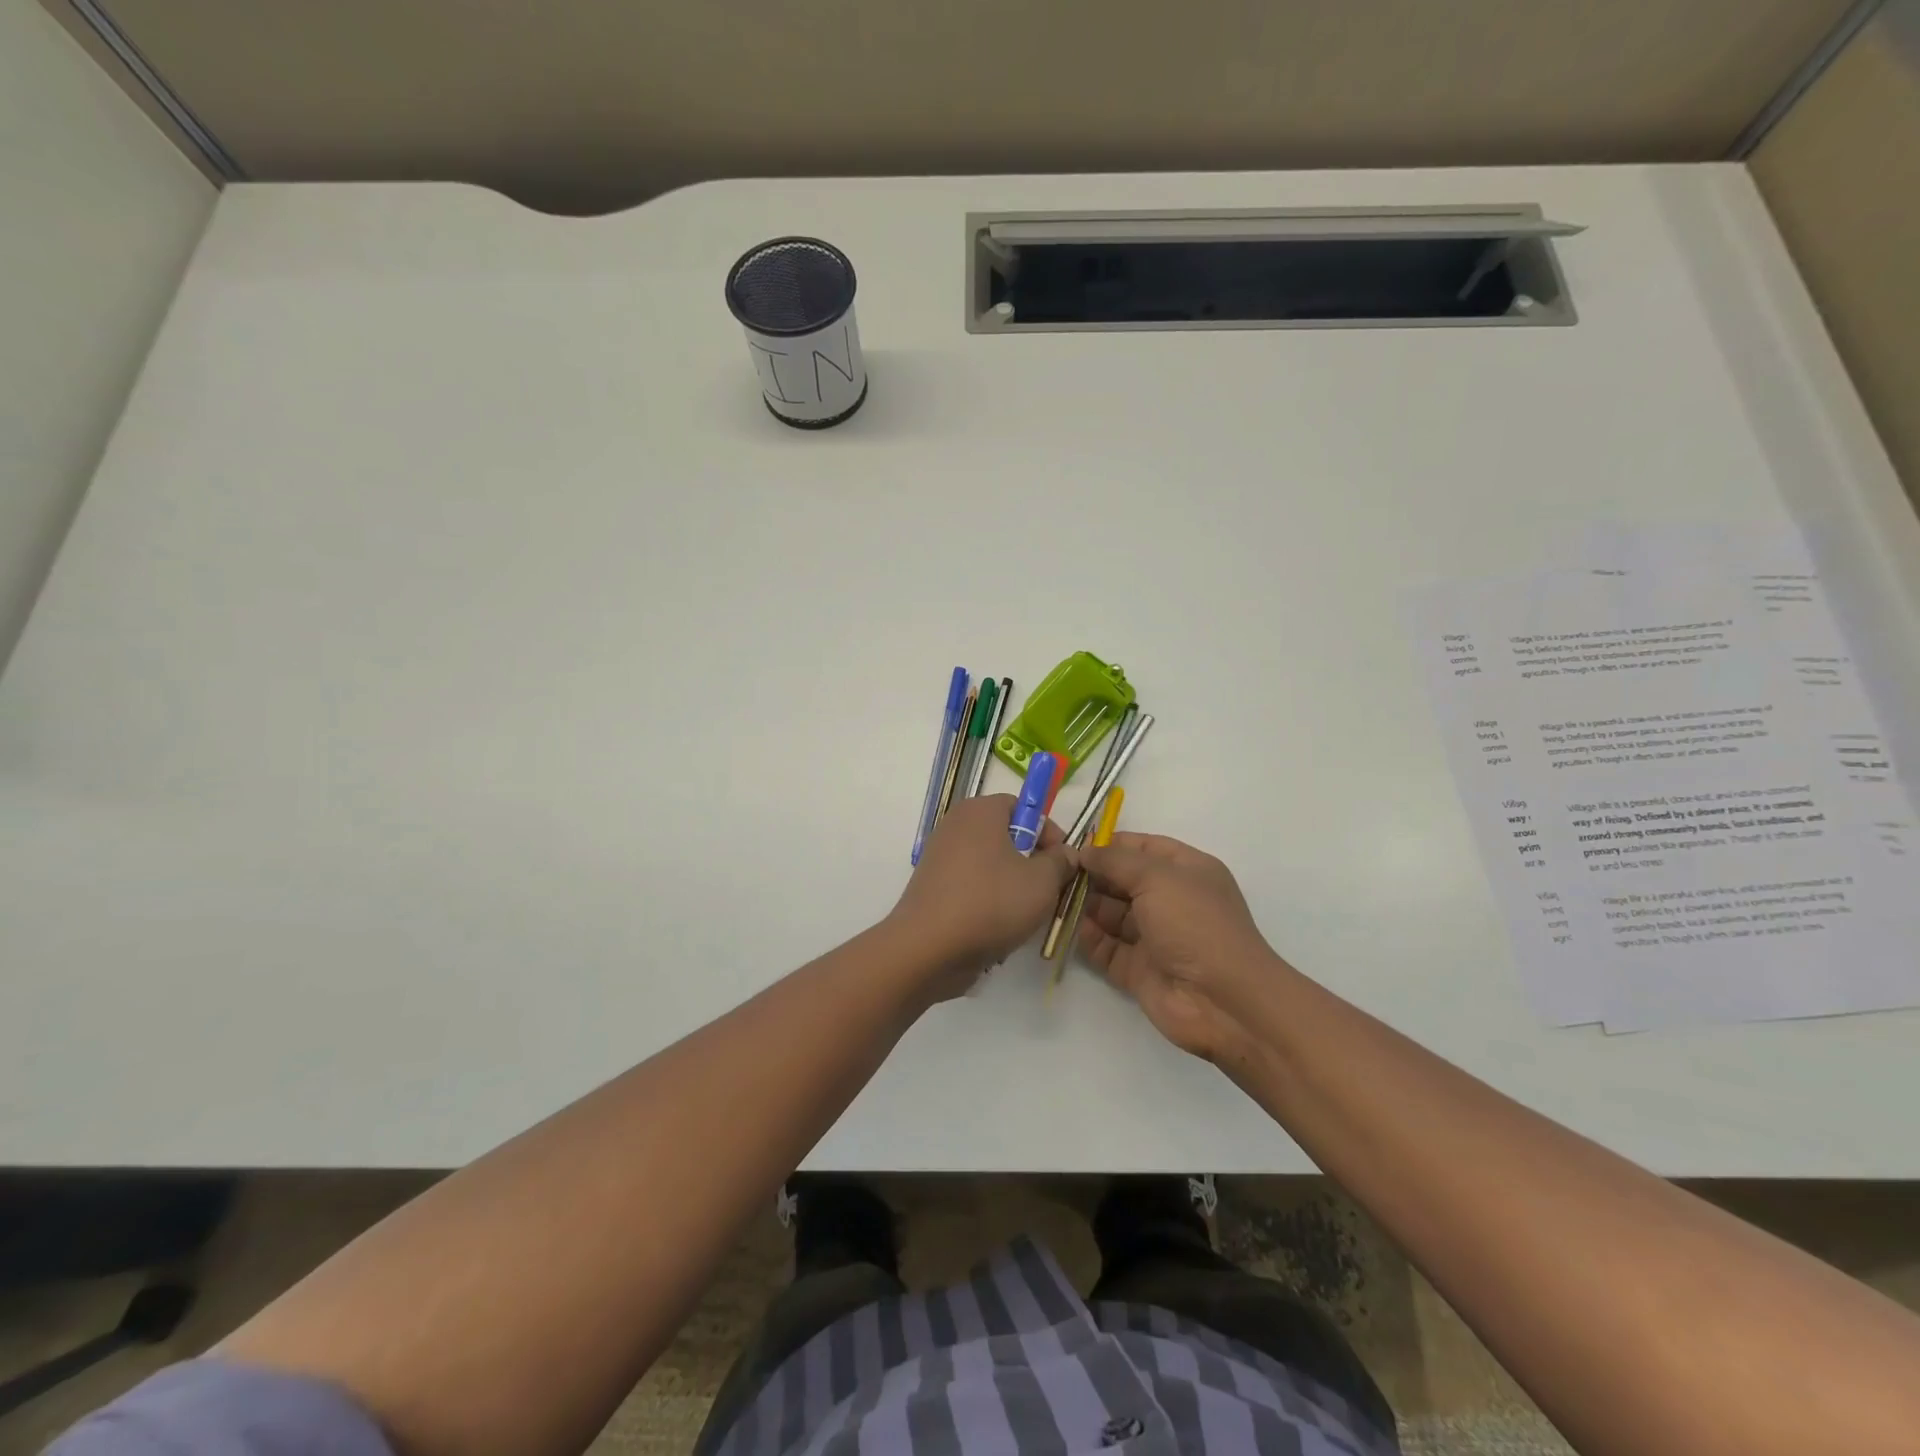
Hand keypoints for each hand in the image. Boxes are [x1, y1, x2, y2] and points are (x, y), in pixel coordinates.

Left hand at [890, 795, 1075, 993]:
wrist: (928, 948)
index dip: (1048, 832)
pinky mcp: (932, 887)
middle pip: (1005, 836)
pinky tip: (998, 927)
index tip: (1063, 862)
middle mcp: (955, 825)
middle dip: (1031, 862)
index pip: (1022, 807)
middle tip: (1049, 889)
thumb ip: (1060, 862)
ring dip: (1011, 885)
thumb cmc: (991, 903)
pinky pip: (970, 886)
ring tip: (1026, 914)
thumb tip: (1065, 853)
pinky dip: (987, 901)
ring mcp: (939, 857)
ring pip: (989, 865)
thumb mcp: (1042, 882)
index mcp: (980, 811)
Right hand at [1076, 832, 1282, 1063]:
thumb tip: (1084, 852)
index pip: (1143, 848)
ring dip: (1085, 905)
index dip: (1111, 844)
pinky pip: (1107, 948)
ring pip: (1112, 915)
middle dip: (1092, 875)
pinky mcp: (1139, 969)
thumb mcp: (1157, 877)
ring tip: (1054, 896)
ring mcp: (1155, 937)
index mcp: (1187, 871)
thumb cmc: (1194, 924)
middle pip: (1123, 881)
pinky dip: (1089, 938)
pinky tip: (1068, 927)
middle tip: (1056, 872)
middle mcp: (1171, 901)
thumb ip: (1116, 861)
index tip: (1074, 844)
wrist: (1222, 1001)